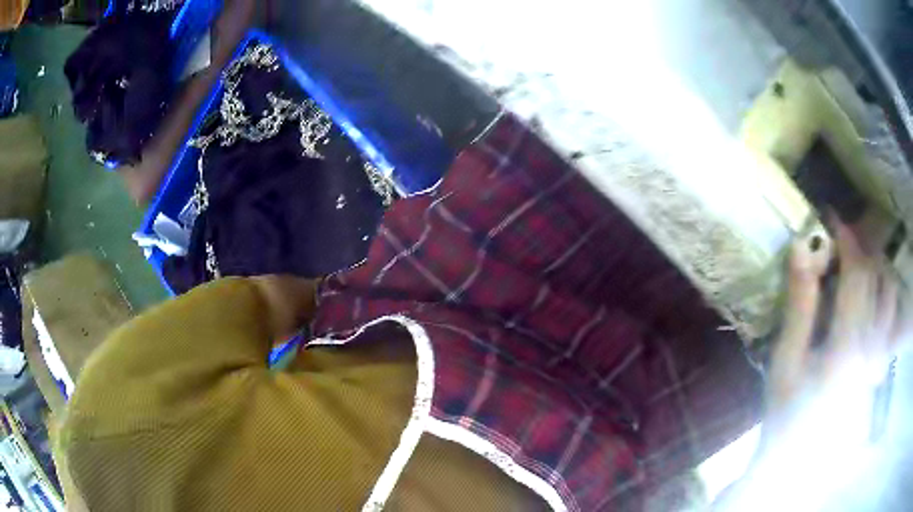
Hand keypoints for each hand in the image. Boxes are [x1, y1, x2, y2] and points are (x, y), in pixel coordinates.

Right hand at [729, 221, 910, 509]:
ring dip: (876, 270)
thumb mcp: (785, 361)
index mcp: (847, 348)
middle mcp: (871, 349)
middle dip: (860, 249)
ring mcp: (878, 361)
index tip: (830, 219)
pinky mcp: (878, 369)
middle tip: (841, 242)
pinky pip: (889, 321)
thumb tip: (803, 250)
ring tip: (858, 265)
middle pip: (877, 280)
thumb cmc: (785, 412)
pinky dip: (882, 298)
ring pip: (889, 297)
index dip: (845, 240)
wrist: (795, 460)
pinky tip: (868, 301)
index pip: (857, 276)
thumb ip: (800, 305)